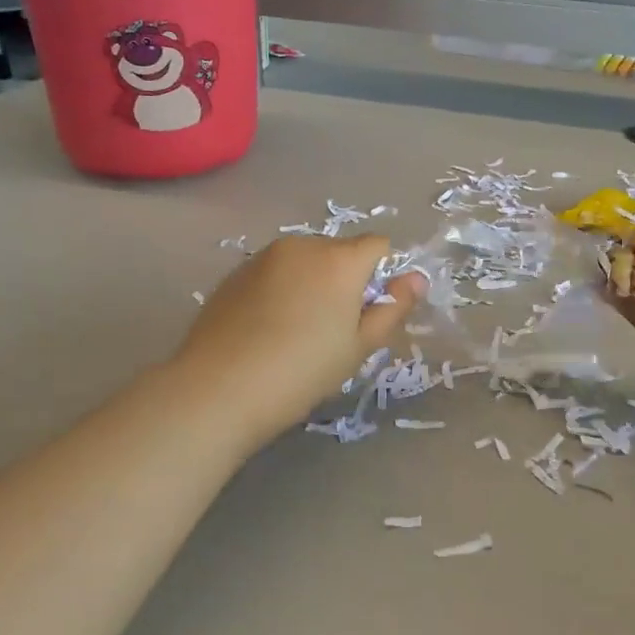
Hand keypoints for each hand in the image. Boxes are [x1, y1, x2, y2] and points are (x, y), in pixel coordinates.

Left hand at [174, 234, 421, 449]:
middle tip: (334, 328)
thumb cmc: (303, 370)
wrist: (219, 388)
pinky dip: (280, 290)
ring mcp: (264, 256)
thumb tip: (415, 279)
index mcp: (340, 260)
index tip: (370, 312)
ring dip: (311, 282)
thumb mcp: (359, 347)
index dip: (382, 274)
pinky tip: (266, 329)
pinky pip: (273, 272)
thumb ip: (392, 308)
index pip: (378, 245)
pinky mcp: (234, 273)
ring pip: (304, 261)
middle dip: (345, 278)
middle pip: (339, 251)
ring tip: (297, 330)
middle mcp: (303, 245)